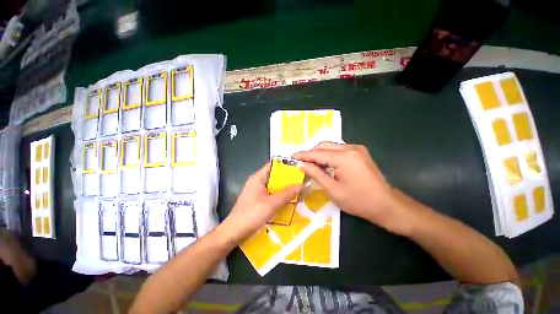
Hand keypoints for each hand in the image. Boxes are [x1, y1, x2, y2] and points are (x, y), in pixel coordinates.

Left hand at [219, 163, 302, 243]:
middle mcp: (257, 182)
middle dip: (287, 179)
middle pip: (274, 176)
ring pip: (273, 186)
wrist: (233, 232)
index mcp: (258, 178)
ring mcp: (256, 191)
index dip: (285, 166)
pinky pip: (270, 194)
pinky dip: (279, 195)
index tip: (298, 169)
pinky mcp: (257, 200)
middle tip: (301, 181)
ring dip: (284, 188)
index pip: (272, 166)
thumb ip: (286, 194)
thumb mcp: (271, 204)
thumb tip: (301, 185)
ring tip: (298, 190)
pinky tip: (288, 200)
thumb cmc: (251, 215)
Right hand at [293, 142, 410, 234]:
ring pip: (331, 146)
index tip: (292, 157)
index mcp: (344, 157)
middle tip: (302, 163)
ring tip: (312, 165)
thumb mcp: (332, 189)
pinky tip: (326, 164)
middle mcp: (351, 148)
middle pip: (324, 146)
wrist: (386, 205)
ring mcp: (357, 149)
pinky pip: (339, 150)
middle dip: (311, 154)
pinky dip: (329, 155)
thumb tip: (301, 165)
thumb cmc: (358, 201)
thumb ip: (316, 173)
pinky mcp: (360, 152)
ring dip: (320, 154)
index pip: (318, 153)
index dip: (303, 155)